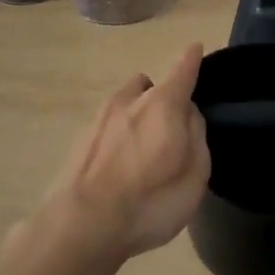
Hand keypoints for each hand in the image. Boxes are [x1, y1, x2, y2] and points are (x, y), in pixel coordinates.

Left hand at [37, 43, 209, 262]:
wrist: (81, 226)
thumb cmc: (150, 201)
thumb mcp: (194, 173)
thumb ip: (196, 135)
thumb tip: (188, 114)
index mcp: (162, 104)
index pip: (181, 70)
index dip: (190, 59)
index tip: (194, 48)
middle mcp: (128, 101)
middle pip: (148, 85)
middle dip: (159, 97)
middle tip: (169, 128)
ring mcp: (98, 119)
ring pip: (123, 104)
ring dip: (134, 117)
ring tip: (141, 152)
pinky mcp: (78, 142)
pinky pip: (106, 128)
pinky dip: (116, 138)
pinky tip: (118, 169)